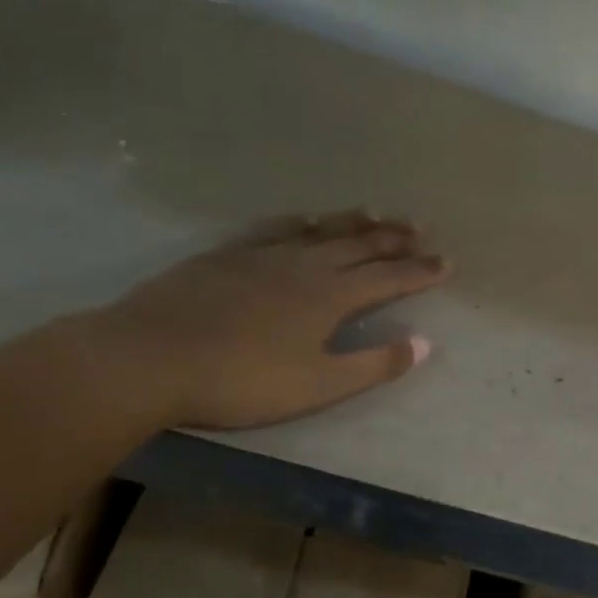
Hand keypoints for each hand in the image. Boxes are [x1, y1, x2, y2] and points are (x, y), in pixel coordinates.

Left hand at [85, 211, 449, 429]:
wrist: (151, 357)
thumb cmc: (243, 380)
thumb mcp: (319, 385)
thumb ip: (373, 364)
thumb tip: (424, 344)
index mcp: (329, 297)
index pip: (388, 278)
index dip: (419, 271)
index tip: (446, 262)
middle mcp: (303, 266)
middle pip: (358, 245)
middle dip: (394, 238)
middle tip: (421, 228)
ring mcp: (261, 256)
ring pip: (319, 231)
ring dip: (352, 222)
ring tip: (376, 212)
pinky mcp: (225, 256)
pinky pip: (274, 229)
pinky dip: (299, 222)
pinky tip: (303, 219)